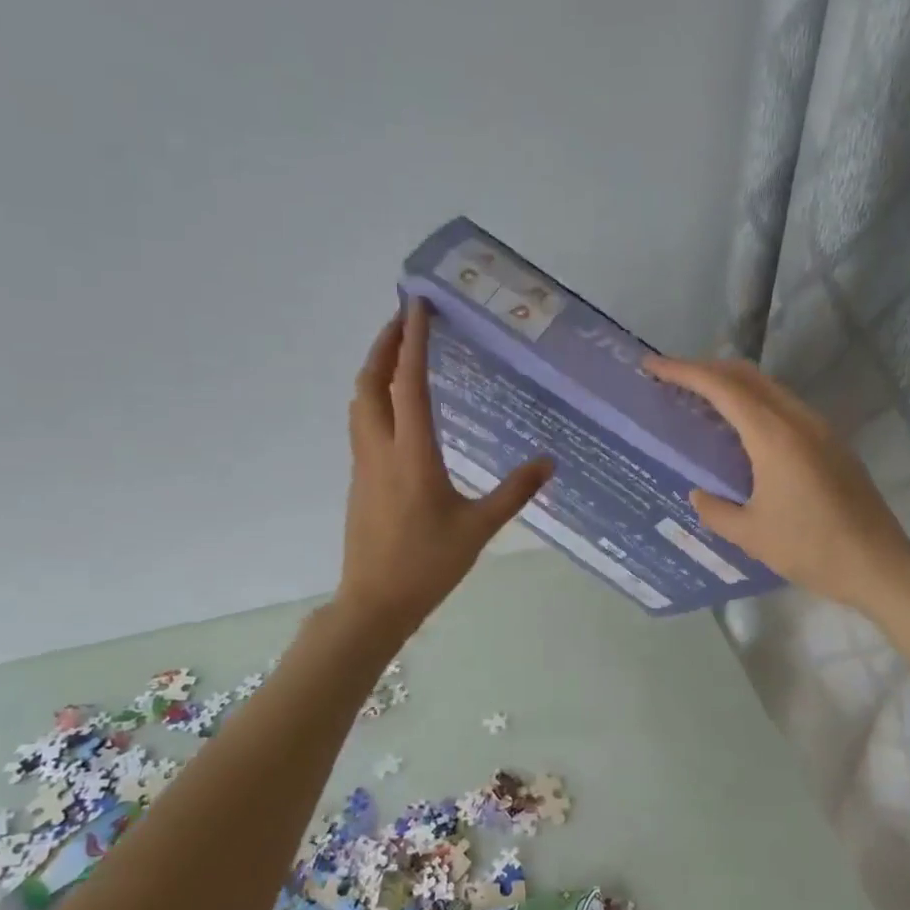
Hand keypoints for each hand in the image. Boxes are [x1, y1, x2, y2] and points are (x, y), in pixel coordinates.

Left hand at [338, 300, 551, 634]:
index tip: (417, 306)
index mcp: (412, 455)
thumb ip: (514, 492)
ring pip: (359, 403)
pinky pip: (362, 423)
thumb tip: (549, 462)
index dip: (412, 341)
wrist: (375, 603)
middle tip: (404, 317)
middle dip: (383, 344)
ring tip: (397, 352)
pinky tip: (395, 406)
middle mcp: (381, 450)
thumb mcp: (479, 528)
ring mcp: (364, 464)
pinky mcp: (360, 479)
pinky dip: (374, 397)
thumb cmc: (428, 565)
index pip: (408, 384)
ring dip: (374, 369)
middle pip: (369, 383)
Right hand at [643, 355, 909, 615]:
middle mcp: (798, 421)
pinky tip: (741, 431)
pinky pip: (785, 408)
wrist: (878, 564)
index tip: (653, 366)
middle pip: (747, 376)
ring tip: (701, 401)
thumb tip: (698, 494)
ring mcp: (820, 429)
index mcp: (774, 436)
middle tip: (673, 379)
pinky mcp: (831, 443)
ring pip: (769, 389)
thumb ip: (715, 510)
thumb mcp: (750, 534)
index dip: (685, 371)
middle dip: (707, 369)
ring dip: (733, 386)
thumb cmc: (810, 548)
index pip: (722, 388)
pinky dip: (755, 404)